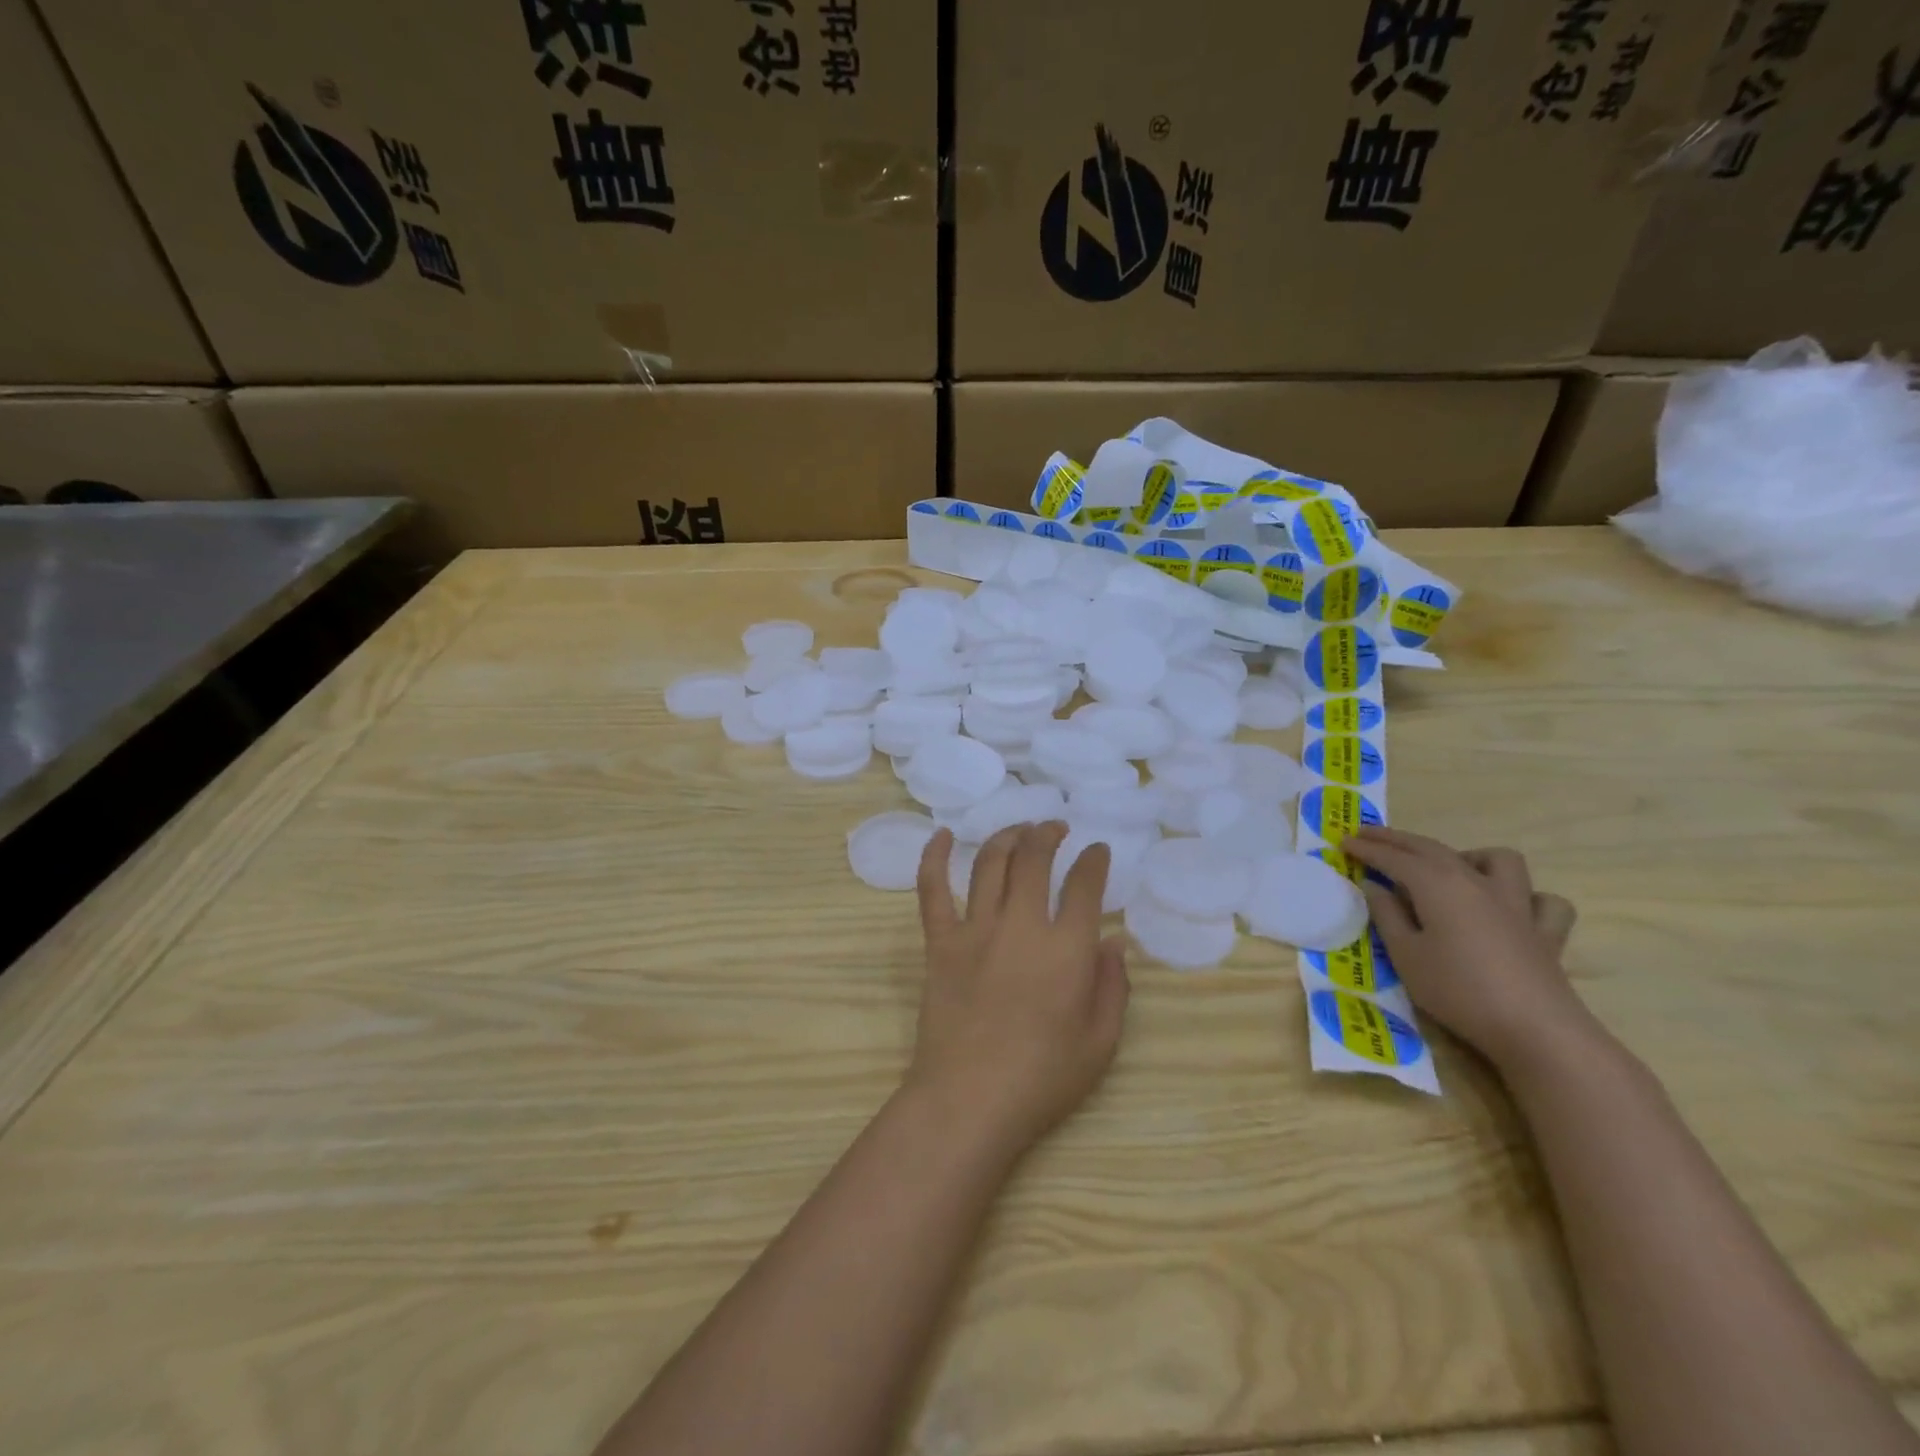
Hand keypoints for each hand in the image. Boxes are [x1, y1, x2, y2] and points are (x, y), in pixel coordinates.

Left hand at [910, 823, 1129, 1157]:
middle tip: (1055, 828)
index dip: (1094, 861)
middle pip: (1034, 859)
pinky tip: (941, 835)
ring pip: (990, 863)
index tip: (1098, 851)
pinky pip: (932, 890)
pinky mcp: (940, 942)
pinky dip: (934, 857)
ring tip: (1019, 830)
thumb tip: (1116, 941)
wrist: (970, 1100)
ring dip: (1007, 837)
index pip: (1085, 885)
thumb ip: (1114, 986)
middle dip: (1048, 835)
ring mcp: (976, 929)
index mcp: (1066, 948)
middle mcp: (1021, 925)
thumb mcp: (1100, 1042)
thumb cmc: (1042, 1078)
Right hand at [1341, 827, 1589, 1073]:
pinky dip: (1526, 898)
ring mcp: (1517, 904)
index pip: (1394, 858)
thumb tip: (1375, 887)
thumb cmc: (1457, 990)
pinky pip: (1543, 901)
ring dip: (1471, 857)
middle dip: (1398, 840)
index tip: (1344, 841)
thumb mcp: (1405, 955)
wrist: (1534, 1029)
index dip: (1367, 848)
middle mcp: (1476, 882)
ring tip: (1450, 871)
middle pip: (1433, 849)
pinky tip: (1512, 909)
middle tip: (1370, 836)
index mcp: (1437, 885)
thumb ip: (1387, 916)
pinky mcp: (1545, 932)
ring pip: (1500, 860)